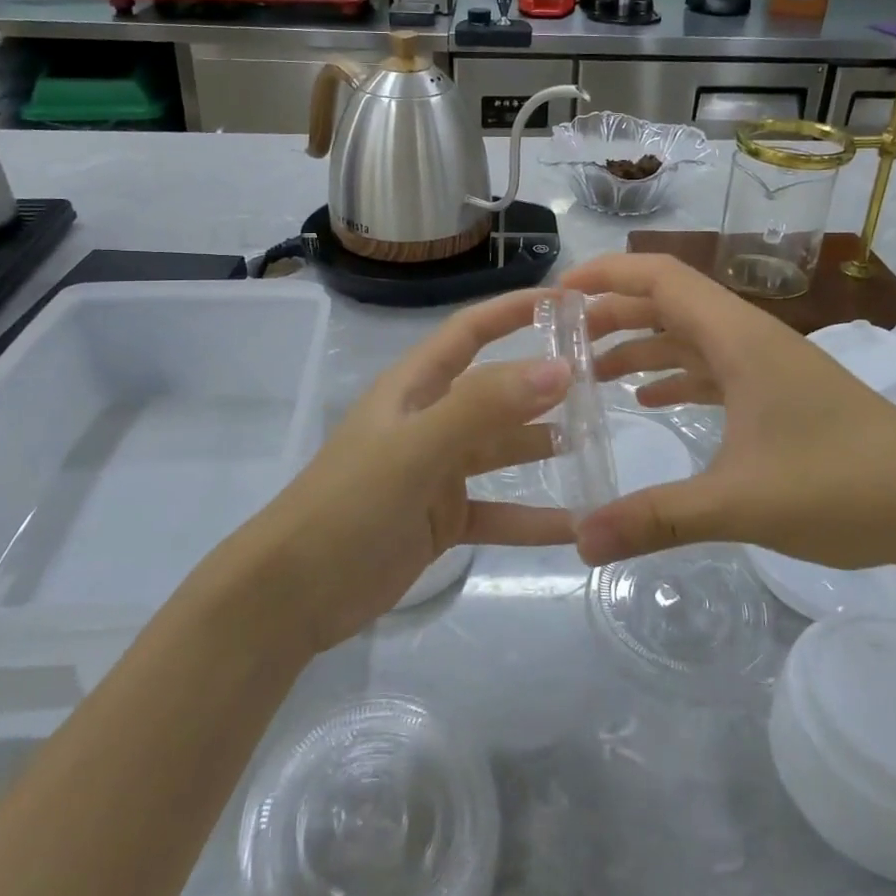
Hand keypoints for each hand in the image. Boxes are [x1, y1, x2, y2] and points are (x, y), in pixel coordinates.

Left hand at [235, 288, 574, 653]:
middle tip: (603, 381)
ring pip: (500, 449)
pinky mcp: (440, 518)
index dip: (514, 310)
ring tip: (597, 444)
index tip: (569, 302)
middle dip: (543, 383)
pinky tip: (575, 524)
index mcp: (414, 388)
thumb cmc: (350, 504)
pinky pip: (496, 509)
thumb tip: (558, 368)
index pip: (470, 332)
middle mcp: (428, 420)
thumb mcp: (417, 449)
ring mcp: (435, 471)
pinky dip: (531, 516)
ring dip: (543, 446)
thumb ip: (484, 407)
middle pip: (494, 391)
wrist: (292, 594)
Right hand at [566, 254, 895, 570]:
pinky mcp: (779, 392)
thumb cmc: (840, 487)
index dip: (605, 274)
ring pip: (689, 336)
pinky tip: (651, 400)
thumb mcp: (738, 504)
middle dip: (611, 314)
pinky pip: (712, 368)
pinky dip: (675, 375)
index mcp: (737, 338)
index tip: (557, 296)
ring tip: (592, 373)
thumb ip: (656, 518)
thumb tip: (580, 542)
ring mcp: (767, 365)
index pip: (659, 276)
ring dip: (640, 344)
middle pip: (667, 302)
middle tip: (562, 343)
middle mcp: (748, 338)